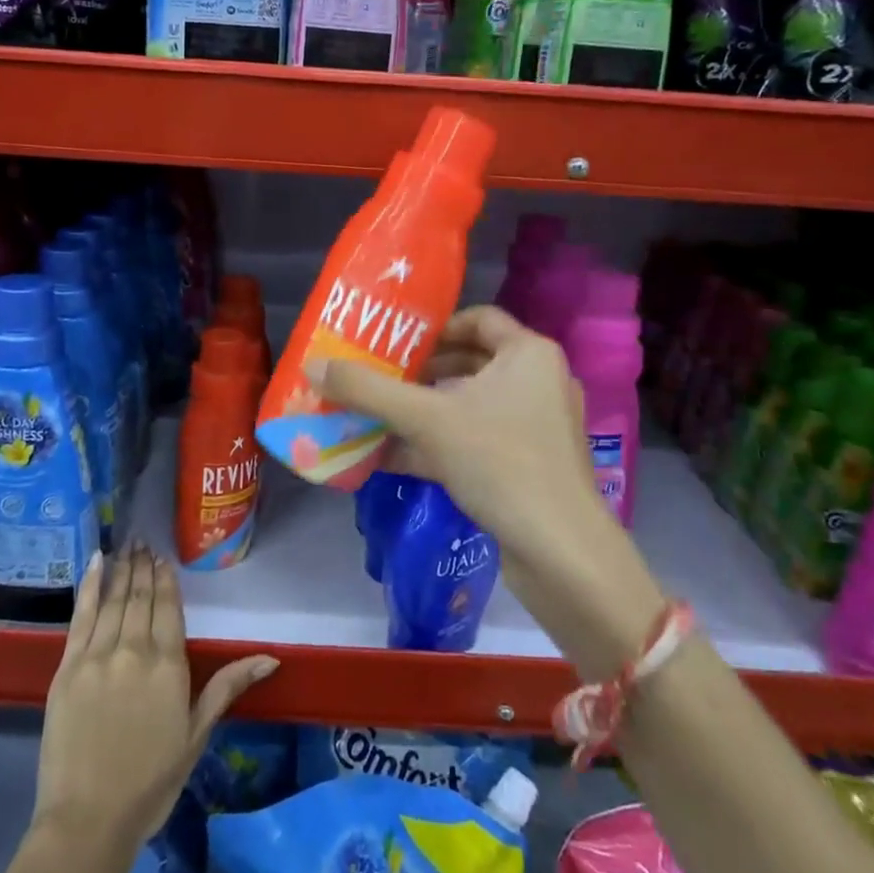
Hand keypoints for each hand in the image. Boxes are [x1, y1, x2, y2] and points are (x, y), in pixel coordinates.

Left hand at [32, 545, 277, 850]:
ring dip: (122, 569)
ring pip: (114, 599)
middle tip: (144, 541)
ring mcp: (98, 655)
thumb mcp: (196, 734)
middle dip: (143, 566)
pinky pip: (81, 616)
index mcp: (168, 664)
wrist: (88, 820)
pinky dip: (90, 586)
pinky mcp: (68, 667)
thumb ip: (227, 687)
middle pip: (141, 597)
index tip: (163, 558)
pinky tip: (95, 562)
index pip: (169, 607)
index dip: (166, 579)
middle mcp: (135, 649)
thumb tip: (270, 657)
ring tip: (127, 545)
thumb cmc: (150, 782)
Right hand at [309, 306, 664, 678]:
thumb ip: (369, 391)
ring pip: (469, 405)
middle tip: (375, 378)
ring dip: (422, 411)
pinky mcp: (528, 465)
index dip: (433, 327)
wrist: (560, 553)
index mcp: (529, 353)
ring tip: (374, 416)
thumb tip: (313, 367)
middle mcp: (537, 382)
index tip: (394, 343)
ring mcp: (535, 426)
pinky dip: (437, 444)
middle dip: (419, 373)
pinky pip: (475, 440)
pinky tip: (390, 458)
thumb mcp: (427, 420)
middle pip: (469, 362)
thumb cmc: (500, 462)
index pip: (477, 319)